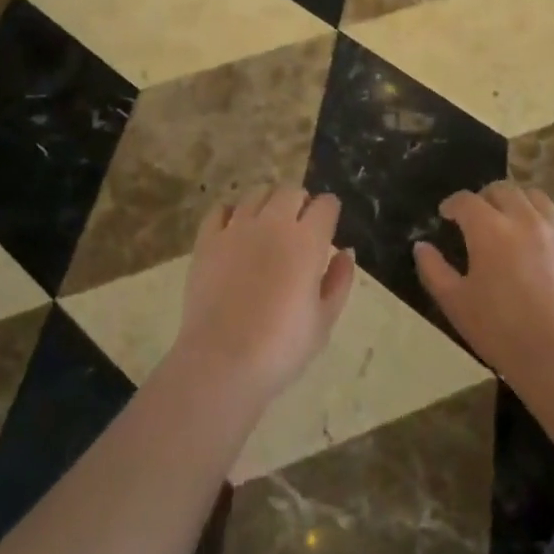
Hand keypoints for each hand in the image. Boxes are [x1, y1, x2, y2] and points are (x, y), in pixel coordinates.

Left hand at [173, 187, 356, 405]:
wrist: (222, 362)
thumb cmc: (281, 348)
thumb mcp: (324, 321)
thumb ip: (339, 281)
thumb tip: (346, 252)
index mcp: (307, 240)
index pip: (326, 205)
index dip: (330, 212)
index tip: (329, 225)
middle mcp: (273, 223)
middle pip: (291, 191)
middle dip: (300, 202)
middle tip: (299, 226)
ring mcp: (237, 228)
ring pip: (256, 193)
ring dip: (268, 203)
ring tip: (268, 224)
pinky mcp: (207, 240)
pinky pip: (220, 210)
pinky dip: (231, 213)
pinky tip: (235, 230)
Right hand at [414, 182, 553, 385]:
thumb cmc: (500, 331)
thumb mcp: (455, 303)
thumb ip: (433, 269)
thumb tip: (421, 246)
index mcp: (489, 229)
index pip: (466, 200)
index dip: (452, 204)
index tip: (447, 216)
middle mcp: (524, 219)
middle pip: (502, 190)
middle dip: (485, 198)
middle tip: (478, 218)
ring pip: (536, 198)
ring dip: (519, 203)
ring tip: (513, 222)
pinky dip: (551, 223)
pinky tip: (546, 241)